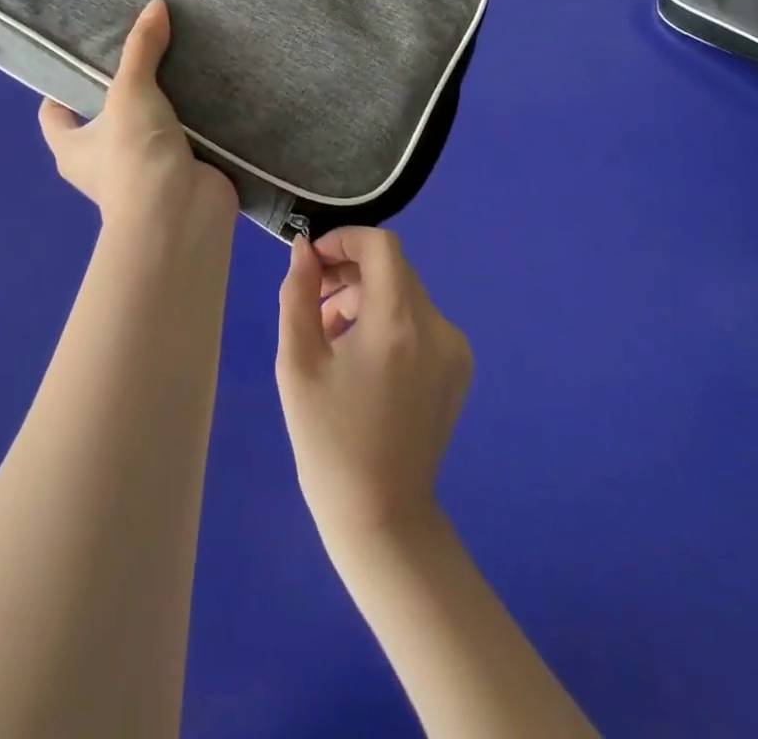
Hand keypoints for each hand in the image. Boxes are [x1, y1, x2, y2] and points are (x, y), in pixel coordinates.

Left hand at [39, 0, 236, 226]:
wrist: (181, 214)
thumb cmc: (135, 155)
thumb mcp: (131, 92)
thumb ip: (141, 48)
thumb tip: (155, 5)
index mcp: (73, 147)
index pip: (54, 113)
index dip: (60, 88)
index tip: (83, 57)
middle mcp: (102, 162)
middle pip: (105, 117)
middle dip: (122, 89)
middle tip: (142, 48)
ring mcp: (144, 170)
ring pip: (148, 128)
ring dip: (163, 105)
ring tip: (180, 61)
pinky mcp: (180, 173)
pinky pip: (184, 139)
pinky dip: (195, 121)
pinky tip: (209, 90)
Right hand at [275, 228, 472, 550]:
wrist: (381, 517)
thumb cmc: (328, 441)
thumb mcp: (298, 363)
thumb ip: (298, 294)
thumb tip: (303, 250)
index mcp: (399, 323)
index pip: (380, 245)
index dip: (343, 240)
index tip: (313, 263)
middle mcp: (438, 327)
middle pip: (391, 269)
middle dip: (348, 275)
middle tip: (313, 305)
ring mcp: (455, 348)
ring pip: (403, 294)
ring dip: (365, 300)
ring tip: (330, 337)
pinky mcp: (459, 367)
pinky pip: (418, 321)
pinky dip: (388, 322)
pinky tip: (361, 358)